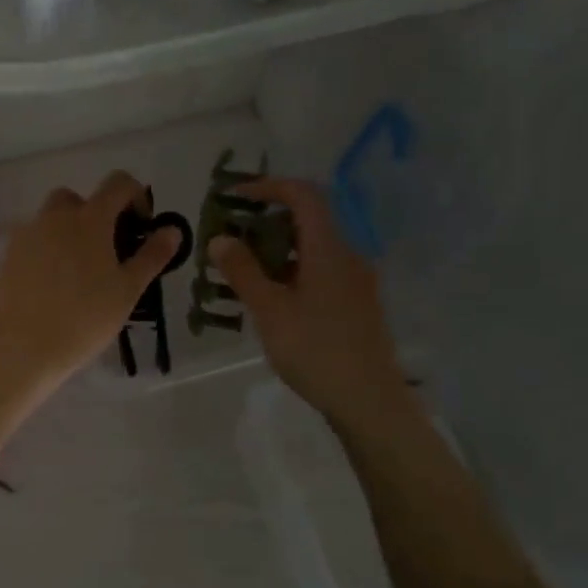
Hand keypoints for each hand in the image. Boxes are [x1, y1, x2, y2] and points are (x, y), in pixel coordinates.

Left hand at [0, 171, 179, 389]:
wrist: (23, 346)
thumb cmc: (85, 318)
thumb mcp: (128, 289)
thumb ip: (152, 255)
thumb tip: (172, 229)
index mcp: (90, 218)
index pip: (118, 183)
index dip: (135, 196)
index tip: (140, 227)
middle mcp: (56, 216)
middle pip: (79, 199)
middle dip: (96, 214)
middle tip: (107, 251)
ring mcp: (28, 234)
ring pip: (52, 218)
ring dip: (69, 230)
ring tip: (79, 270)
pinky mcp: (9, 255)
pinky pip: (33, 240)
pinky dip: (47, 249)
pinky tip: (53, 283)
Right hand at [210, 178, 411, 428]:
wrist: (368, 401)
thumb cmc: (316, 350)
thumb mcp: (270, 310)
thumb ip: (243, 271)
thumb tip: (219, 238)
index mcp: (329, 249)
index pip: (303, 195)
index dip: (268, 187)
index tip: (233, 197)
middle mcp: (347, 256)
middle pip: (308, 220)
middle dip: (266, 220)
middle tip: (230, 235)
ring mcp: (355, 281)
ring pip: (312, 248)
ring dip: (276, 248)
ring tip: (241, 268)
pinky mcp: (355, 304)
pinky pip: (319, 271)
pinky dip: (291, 270)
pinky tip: (269, 297)